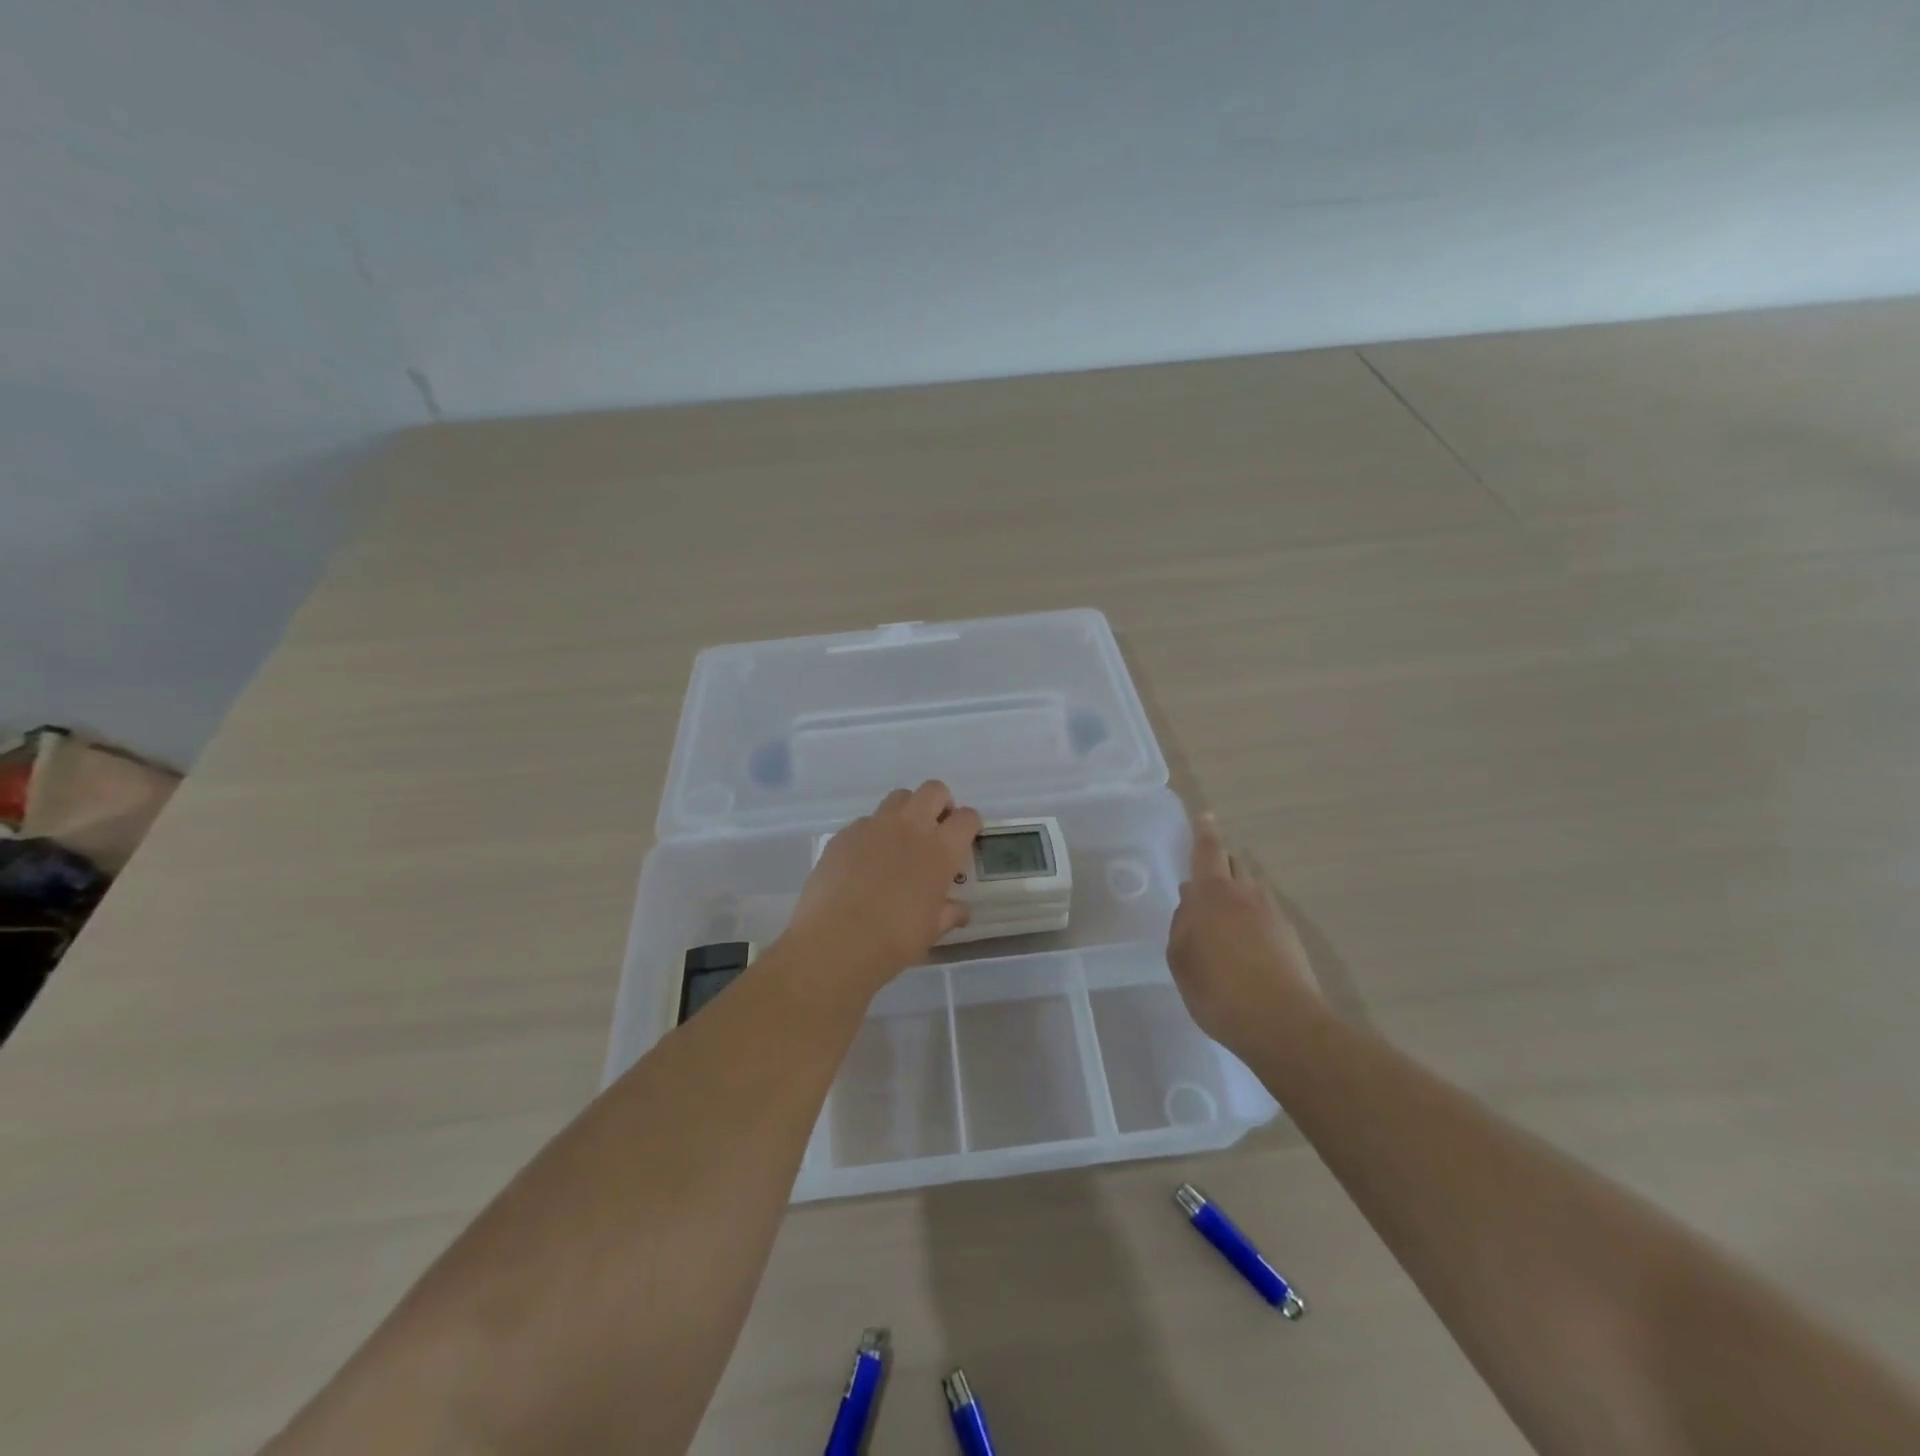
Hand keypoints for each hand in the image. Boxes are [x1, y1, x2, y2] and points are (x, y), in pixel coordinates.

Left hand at [785, 781, 982, 994]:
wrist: (835, 941)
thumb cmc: (894, 940)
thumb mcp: (931, 931)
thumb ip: (949, 913)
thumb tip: (959, 909)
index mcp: (940, 850)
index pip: (967, 817)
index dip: (969, 824)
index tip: (965, 837)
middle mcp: (910, 827)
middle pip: (933, 790)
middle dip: (940, 803)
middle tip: (935, 828)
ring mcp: (874, 826)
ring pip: (898, 797)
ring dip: (906, 811)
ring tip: (900, 840)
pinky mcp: (844, 833)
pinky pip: (866, 822)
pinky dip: (872, 833)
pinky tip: (864, 861)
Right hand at [1167, 814, 1319, 1055]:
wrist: (1282, 1024)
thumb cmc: (1218, 989)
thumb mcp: (1181, 959)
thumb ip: (1182, 925)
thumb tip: (1190, 902)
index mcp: (1212, 894)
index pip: (1208, 851)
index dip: (1205, 833)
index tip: (1206, 817)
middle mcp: (1245, 895)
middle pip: (1234, 863)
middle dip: (1221, 857)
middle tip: (1209, 861)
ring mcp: (1272, 915)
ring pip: (1252, 887)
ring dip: (1238, 886)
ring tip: (1224, 904)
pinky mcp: (1289, 938)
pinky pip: (1265, 911)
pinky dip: (1252, 913)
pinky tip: (1244, 936)